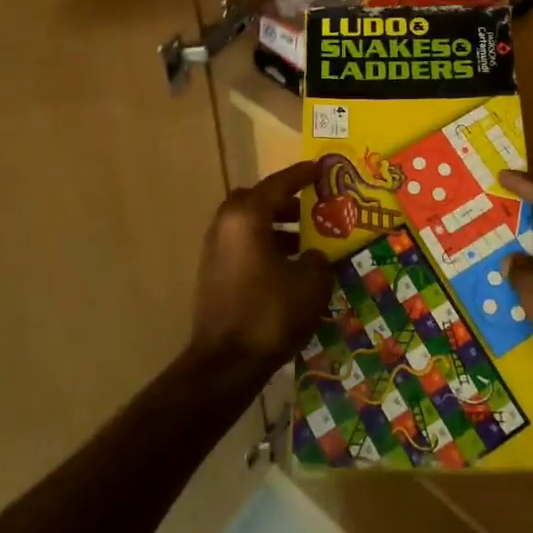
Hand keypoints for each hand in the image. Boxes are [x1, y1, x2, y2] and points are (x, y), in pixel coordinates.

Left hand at [191, 161, 332, 372]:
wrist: (226, 363)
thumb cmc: (271, 313)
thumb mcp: (310, 282)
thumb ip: (317, 258)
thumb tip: (312, 254)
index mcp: (247, 217)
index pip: (278, 184)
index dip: (301, 175)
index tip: (319, 169)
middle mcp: (226, 226)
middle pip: (256, 201)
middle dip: (283, 202)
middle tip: (310, 208)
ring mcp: (215, 251)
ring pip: (248, 225)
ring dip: (275, 227)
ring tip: (306, 242)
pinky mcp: (213, 275)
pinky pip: (242, 246)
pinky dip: (264, 246)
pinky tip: (287, 267)